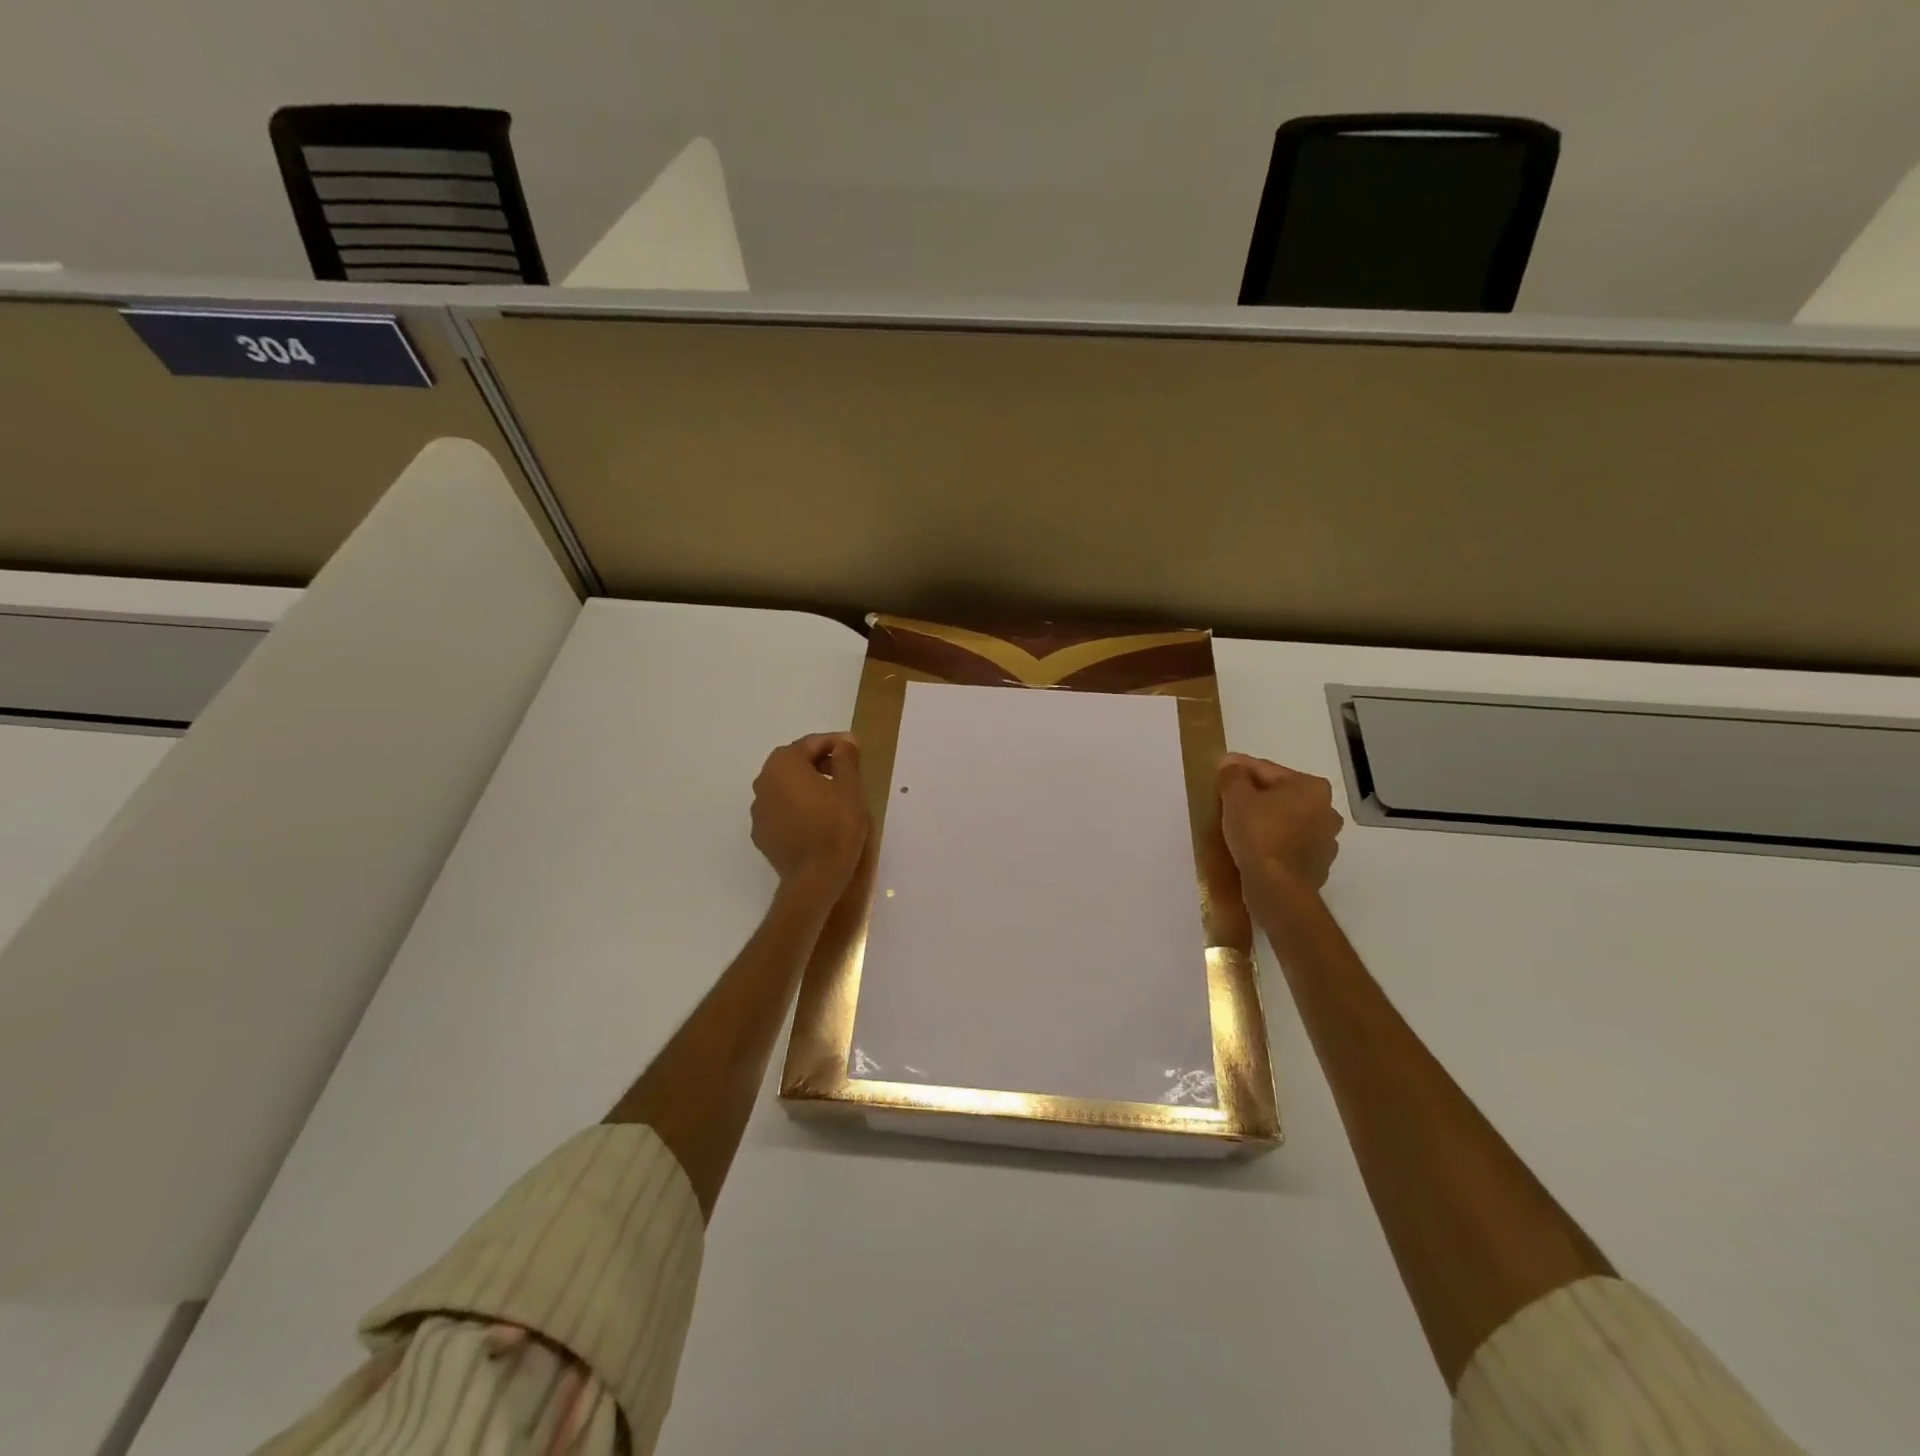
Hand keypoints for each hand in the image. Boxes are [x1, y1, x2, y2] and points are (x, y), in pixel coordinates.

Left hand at [751, 733, 868, 902]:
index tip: (855, 748)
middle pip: (795, 762)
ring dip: (807, 785)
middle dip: (820, 762)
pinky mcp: (761, 833)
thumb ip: (846, 758)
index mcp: (783, 764)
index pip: (811, 743)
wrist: (814, 878)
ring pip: (786, 786)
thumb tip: (846, 741)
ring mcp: (758, 809)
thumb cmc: (836, 826)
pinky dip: (797, 807)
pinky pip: (781, 809)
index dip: (836, 743)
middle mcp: (763, 781)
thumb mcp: (850, 788)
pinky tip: (816, 819)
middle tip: (846, 771)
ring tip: (833, 797)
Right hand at [1217, 753, 1342, 892]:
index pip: (1266, 769)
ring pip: (1288, 820)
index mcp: (1311, 787)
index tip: (1219, 771)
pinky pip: (1291, 844)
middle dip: (1256, 795)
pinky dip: (1275, 842)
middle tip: (1228, 800)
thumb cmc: (1258, 834)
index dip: (1239, 769)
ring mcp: (1326, 840)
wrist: (1278, 888)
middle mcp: (1327, 809)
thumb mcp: (1236, 798)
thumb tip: (1231, 764)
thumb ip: (1233, 775)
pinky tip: (1256, 848)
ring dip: (1268, 819)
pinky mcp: (1319, 865)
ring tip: (1240, 826)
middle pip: (1281, 794)